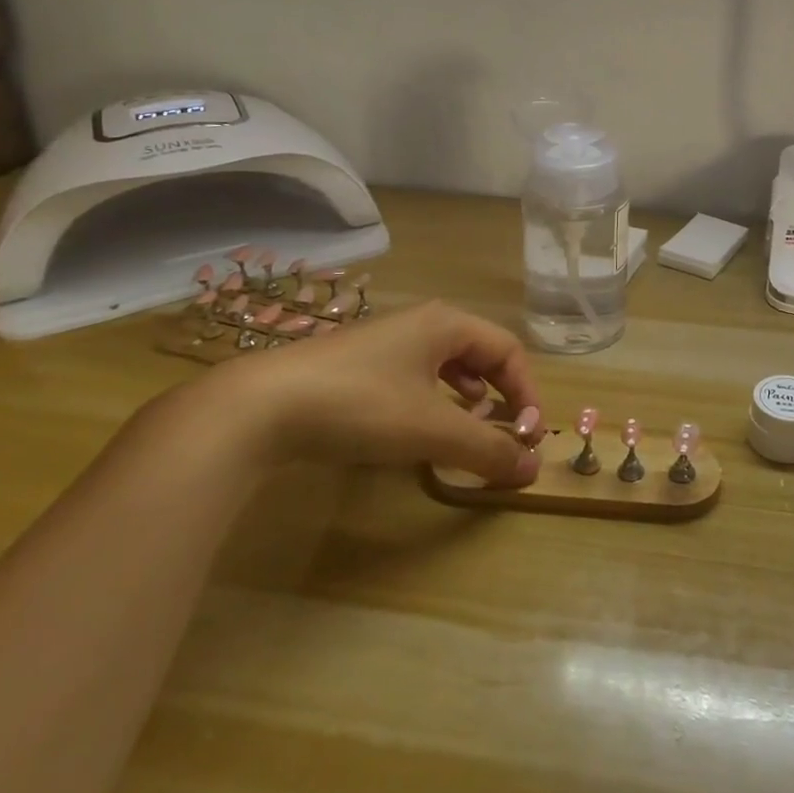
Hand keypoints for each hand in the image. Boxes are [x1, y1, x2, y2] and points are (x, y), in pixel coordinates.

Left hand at [195, 301, 544, 486]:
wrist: (258, 408)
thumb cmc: (361, 405)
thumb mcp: (433, 430)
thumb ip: (489, 449)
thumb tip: (535, 469)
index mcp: (446, 324)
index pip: (508, 350)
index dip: (527, 392)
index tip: (529, 435)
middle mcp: (419, 323)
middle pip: (479, 353)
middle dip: (499, 393)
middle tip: (502, 431)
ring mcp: (383, 342)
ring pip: (445, 364)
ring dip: (466, 398)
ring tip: (465, 428)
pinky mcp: (355, 365)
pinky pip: (413, 376)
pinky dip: (431, 401)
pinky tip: (417, 427)